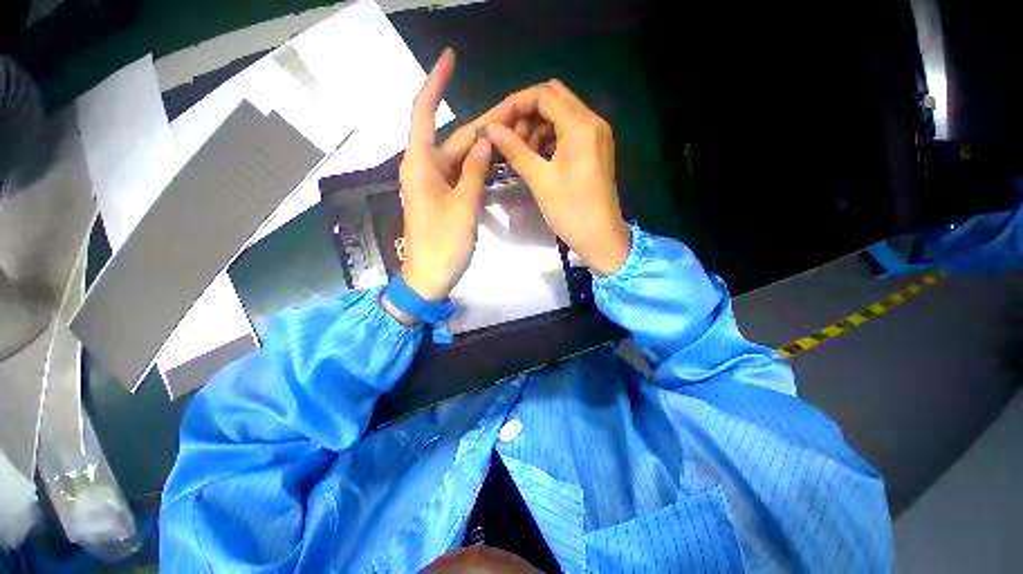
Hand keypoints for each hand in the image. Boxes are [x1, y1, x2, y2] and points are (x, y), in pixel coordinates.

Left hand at [384, 49, 492, 325]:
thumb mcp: (463, 206)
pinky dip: (475, 166)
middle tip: (512, 110)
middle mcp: (424, 168)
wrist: (429, 277)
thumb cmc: (442, 244)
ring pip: (458, 156)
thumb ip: (473, 171)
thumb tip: (483, 141)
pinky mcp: (442, 197)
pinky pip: (459, 174)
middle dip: (480, 123)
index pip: (425, 112)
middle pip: (452, 136)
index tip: (450, 59)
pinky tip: (493, 159)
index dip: (436, 83)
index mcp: (420, 164)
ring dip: (481, 145)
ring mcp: (433, 184)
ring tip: (510, 131)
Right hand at [484, 80, 629, 275]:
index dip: (514, 104)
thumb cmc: (571, 211)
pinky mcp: (596, 149)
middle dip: (526, 112)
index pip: (543, 95)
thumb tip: (491, 129)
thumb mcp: (540, 180)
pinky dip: (550, 137)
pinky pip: (569, 131)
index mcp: (581, 126)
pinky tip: (536, 155)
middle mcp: (593, 122)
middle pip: (554, 98)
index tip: (495, 123)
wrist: (600, 238)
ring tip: (520, 150)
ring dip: (537, 125)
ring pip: (561, 114)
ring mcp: (597, 136)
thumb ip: (515, 150)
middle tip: (508, 136)